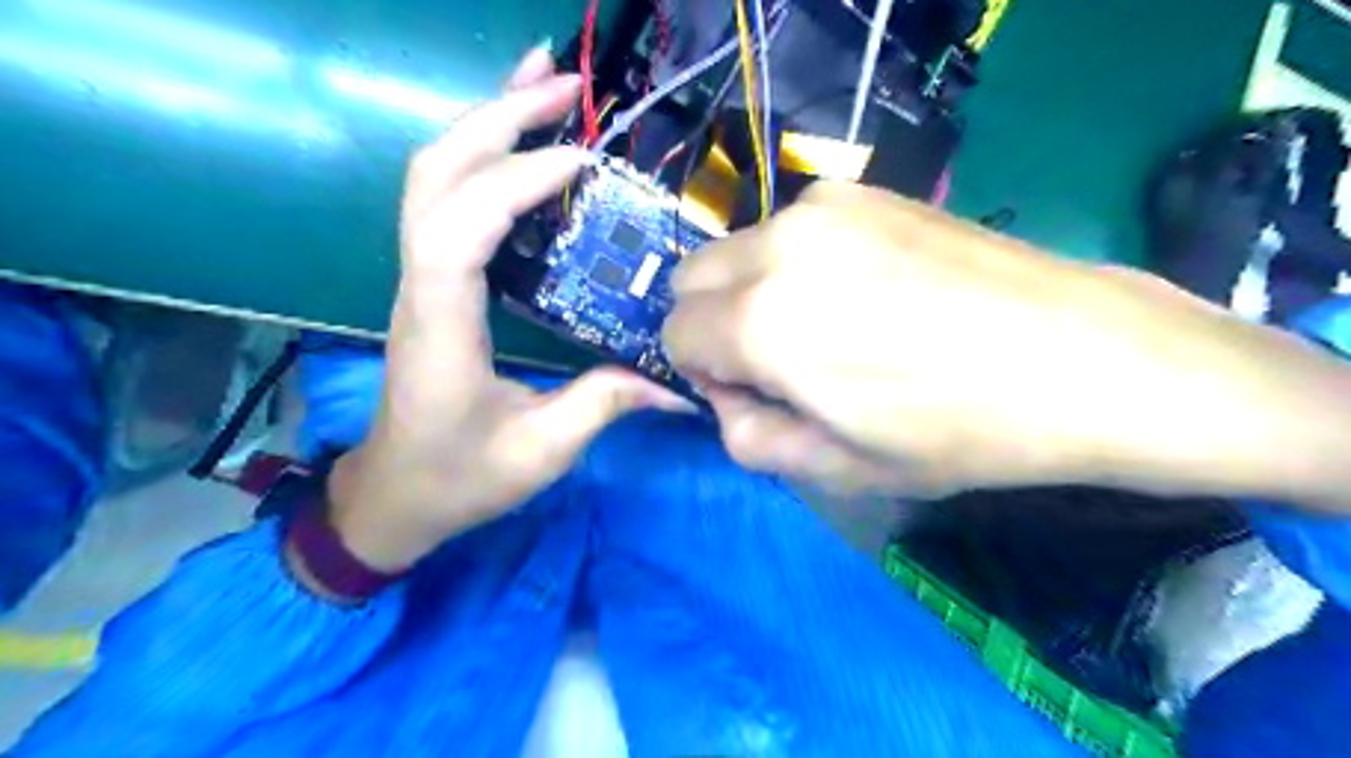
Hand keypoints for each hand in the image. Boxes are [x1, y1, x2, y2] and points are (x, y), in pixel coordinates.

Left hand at [324, 48, 686, 571]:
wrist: (396, 495)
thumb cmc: (459, 478)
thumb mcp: (540, 451)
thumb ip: (605, 405)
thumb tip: (677, 384)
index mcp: (439, 329)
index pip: (457, 230)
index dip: (513, 184)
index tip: (580, 161)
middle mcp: (418, 288)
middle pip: (435, 176)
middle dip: (497, 118)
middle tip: (567, 85)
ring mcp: (420, 279)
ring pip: (433, 176)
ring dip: (487, 122)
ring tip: (545, 86)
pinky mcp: (434, 281)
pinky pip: (448, 201)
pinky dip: (485, 158)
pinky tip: (524, 145)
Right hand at [665, 180, 1350, 502]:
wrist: (1081, 358)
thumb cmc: (957, 431)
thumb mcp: (837, 468)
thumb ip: (748, 438)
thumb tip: (726, 398)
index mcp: (761, 323)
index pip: (674, 335)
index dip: (705, 374)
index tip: (756, 394)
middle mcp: (777, 247)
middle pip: (690, 281)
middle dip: (715, 325)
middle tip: (783, 361)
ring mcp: (821, 207)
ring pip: (737, 251)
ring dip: (753, 291)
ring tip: (832, 324)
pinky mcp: (861, 190)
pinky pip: (788, 229)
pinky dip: (795, 262)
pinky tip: (866, 290)